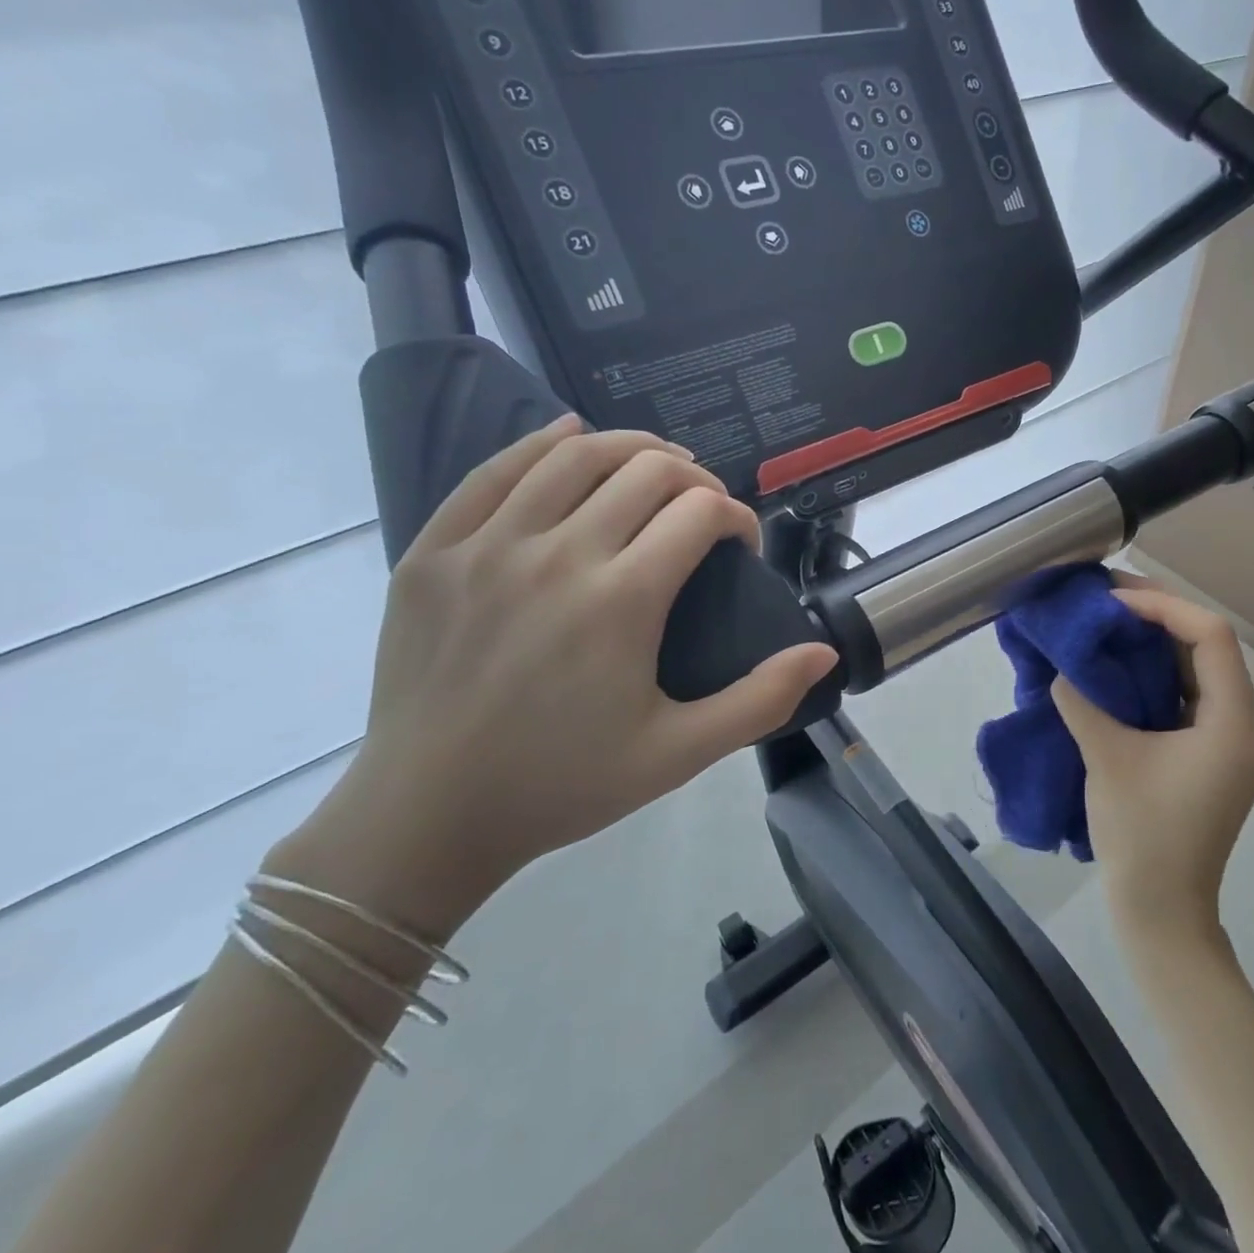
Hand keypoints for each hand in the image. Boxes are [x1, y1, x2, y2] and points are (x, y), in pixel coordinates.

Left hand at [269, 417, 838, 936]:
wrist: (428, 815)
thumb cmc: (564, 783)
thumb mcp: (679, 754)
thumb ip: (761, 700)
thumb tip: (824, 653)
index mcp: (622, 599)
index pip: (701, 511)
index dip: (737, 517)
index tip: (741, 547)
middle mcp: (558, 554)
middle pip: (647, 470)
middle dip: (694, 478)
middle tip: (704, 511)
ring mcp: (489, 546)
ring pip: (574, 455)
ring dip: (630, 448)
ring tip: (654, 468)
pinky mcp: (435, 551)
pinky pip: (494, 471)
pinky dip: (540, 444)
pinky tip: (569, 437)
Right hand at [1052, 578, 1253, 938]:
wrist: (1162, 911)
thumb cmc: (1142, 836)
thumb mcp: (1106, 759)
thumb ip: (1082, 701)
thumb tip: (1061, 666)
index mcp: (1234, 723)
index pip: (1211, 636)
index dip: (1163, 607)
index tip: (1112, 602)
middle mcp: (1245, 724)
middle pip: (1209, 645)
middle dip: (1158, 614)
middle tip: (1105, 597)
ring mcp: (1231, 740)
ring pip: (1200, 667)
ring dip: (1157, 640)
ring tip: (1109, 619)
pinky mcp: (1212, 753)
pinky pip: (1190, 693)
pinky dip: (1157, 670)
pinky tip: (1120, 662)